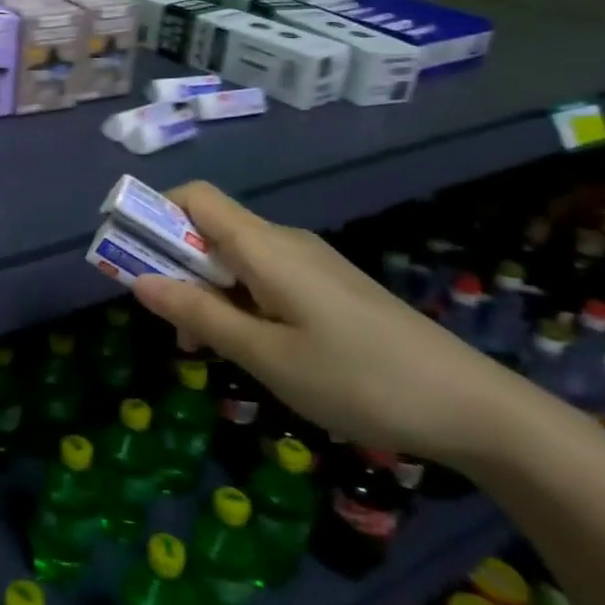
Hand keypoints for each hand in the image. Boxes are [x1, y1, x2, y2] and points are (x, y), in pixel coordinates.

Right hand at [128, 183, 520, 466]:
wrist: (474, 408)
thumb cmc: (358, 379)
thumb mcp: (266, 356)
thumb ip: (199, 314)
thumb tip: (139, 280)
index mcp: (265, 246)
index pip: (194, 197)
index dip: (154, 212)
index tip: (129, 254)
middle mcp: (284, 241)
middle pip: (210, 228)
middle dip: (175, 265)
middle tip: (169, 324)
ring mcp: (311, 263)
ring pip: (236, 258)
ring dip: (205, 290)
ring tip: (207, 349)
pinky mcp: (329, 287)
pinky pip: (264, 277)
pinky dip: (238, 301)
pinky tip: (253, 348)